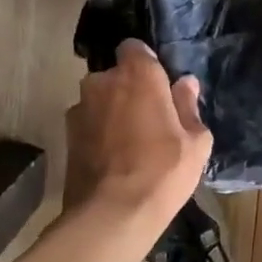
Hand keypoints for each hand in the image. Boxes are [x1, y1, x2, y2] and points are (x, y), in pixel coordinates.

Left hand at [64, 39, 211, 226]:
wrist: (112, 214)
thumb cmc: (163, 172)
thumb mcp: (195, 142)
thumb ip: (189, 106)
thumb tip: (186, 84)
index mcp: (137, 75)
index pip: (135, 48)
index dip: (147, 64)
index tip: (160, 86)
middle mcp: (102, 82)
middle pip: (116, 76)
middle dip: (130, 90)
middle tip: (150, 119)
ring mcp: (79, 109)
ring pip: (100, 101)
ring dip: (112, 112)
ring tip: (130, 143)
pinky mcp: (66, 136)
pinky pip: (89, 124)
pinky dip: (99, 133)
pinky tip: (113, 159)